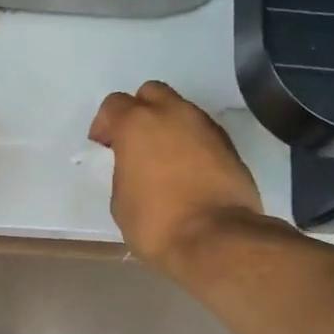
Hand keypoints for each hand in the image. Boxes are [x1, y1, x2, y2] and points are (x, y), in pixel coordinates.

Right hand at [89, 80, 264, 270]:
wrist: (216, 239)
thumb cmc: (156, 222)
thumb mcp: (120, 200)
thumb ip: (124, 170)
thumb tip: (135, 167)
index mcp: (137, 124)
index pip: (114, 105)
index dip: (104, 125)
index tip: (104, 148)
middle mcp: (173, 114)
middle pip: (151, 94)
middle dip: (139, 112)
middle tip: (134, 144)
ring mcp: (205, 126)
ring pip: (181, 111)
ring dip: (168, 127)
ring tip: (163, 160)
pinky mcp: (229, 145)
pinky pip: (201, 133)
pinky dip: (190, 144)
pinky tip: (187, 172)